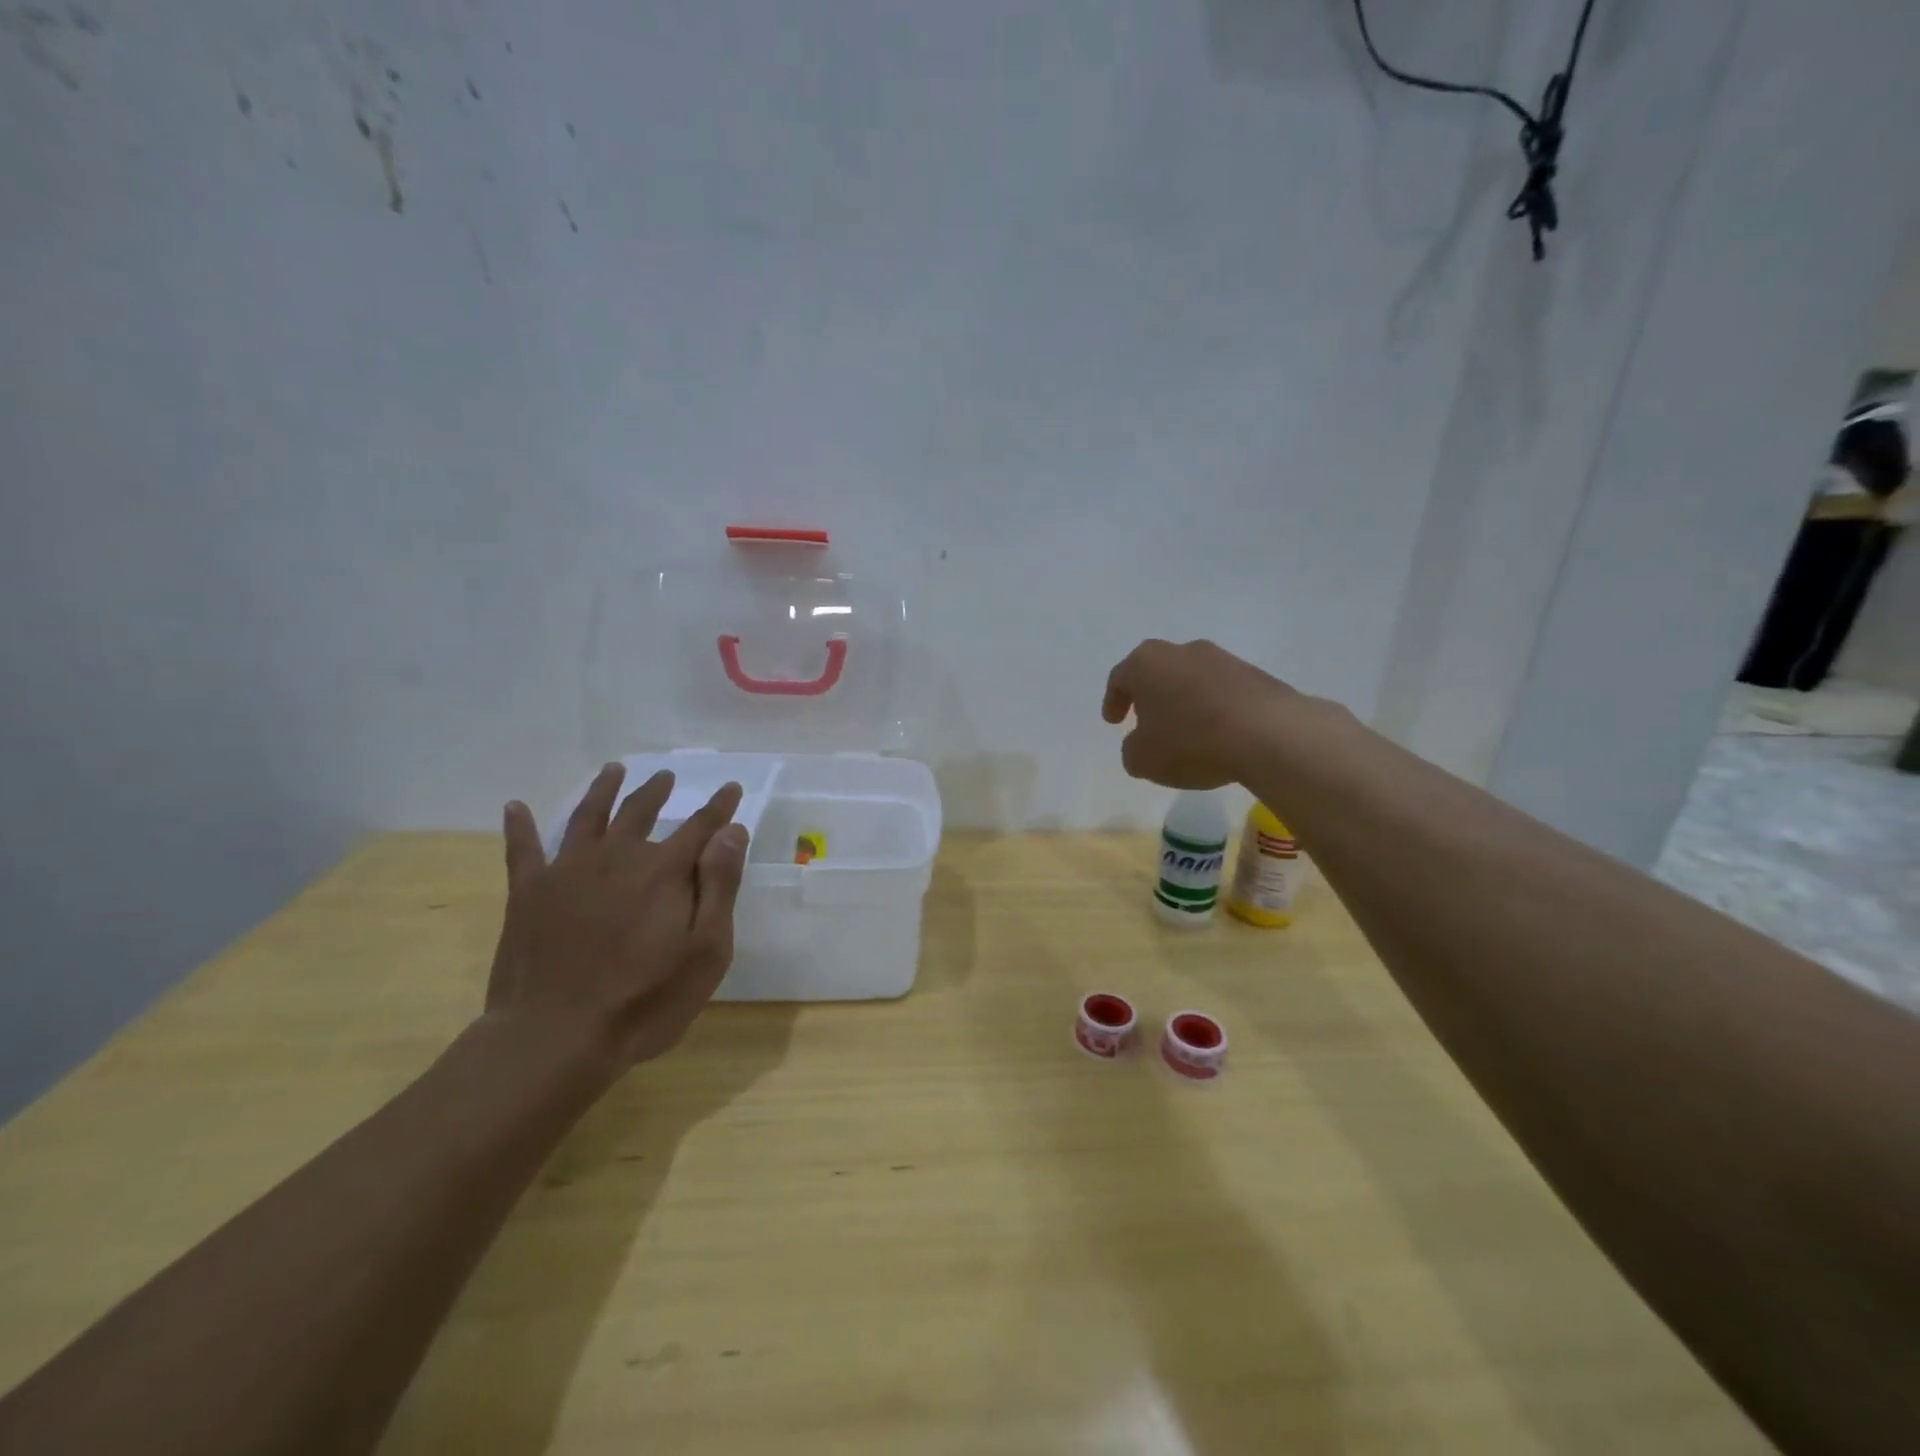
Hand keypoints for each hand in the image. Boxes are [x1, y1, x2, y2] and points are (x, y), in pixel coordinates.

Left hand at [486, 764, 749, 1069]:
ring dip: (603, 790)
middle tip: (665, 776)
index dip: (719, 806)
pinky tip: (516, 807)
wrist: (556, 1037)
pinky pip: (523, 850)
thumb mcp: (706, 949)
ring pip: (588, 817)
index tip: (731, 788)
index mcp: (664, 871)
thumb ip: (719, 886)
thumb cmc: (646, 999)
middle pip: (640, 812)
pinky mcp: (528, 894)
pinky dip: (520, 826)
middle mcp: (617, 857)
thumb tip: (731, 831)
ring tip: (613, 771)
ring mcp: (568, 871)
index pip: (700, 826)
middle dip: (657, 791)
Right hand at [1102, 639, 1295, 788]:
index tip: (1113, 721)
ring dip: (1185, 702)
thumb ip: (1132, 749)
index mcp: (1147, 663)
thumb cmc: (1191, 742)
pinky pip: (1223, 692)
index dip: (1113, 701)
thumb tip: (1141, 742)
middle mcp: (1184, 651)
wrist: (1269, 735)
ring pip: (1192, 680)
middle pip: (1158, 672)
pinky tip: (1218, 736)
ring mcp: (1224, 660)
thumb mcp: (1142, 759)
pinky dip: (1214, 710)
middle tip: (1147, 722)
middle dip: (1150, 697)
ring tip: (1186, 733)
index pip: (1120, 678)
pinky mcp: (1256, 675)